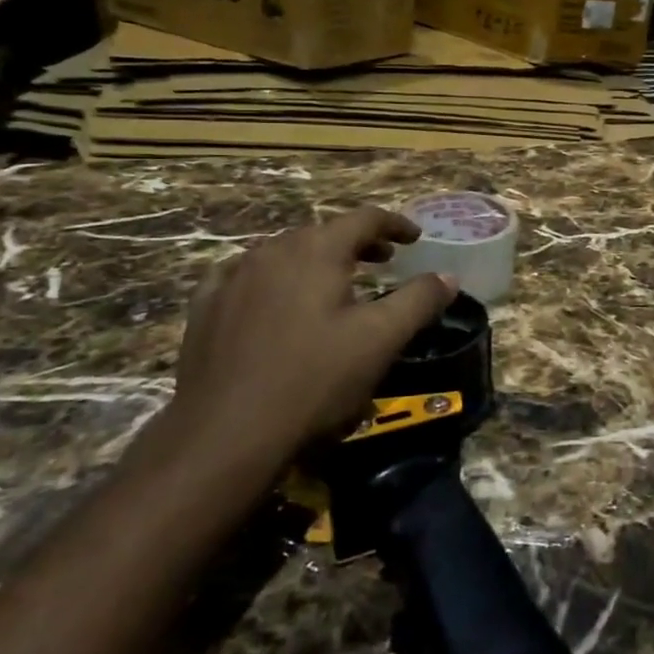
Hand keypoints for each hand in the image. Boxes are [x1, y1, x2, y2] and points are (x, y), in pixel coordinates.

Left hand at [155, 207, 457, 480]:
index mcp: (317, 250)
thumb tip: (448, 277)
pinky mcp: (206, 307)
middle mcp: (272, 251)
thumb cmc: (314, 380)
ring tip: (334, 283)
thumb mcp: (380, 340)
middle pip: (323, 232)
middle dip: (357, 243)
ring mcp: (232, 277)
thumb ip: (418, 301)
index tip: (415, 238)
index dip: (395, 224)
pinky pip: (243, 276)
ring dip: (315, 260)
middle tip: (382, 262)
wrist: (224, 434)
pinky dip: (270, 278)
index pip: (364, 219)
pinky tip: (271, 298)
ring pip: (283, 252)